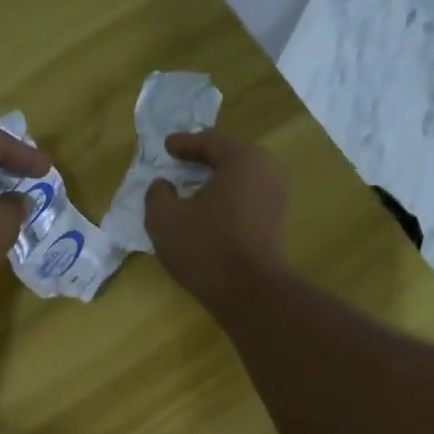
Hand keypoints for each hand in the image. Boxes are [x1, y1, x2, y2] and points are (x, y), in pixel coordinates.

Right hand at [144, 129, 287, 311]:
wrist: (247, 291)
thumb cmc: (205, 247)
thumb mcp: (164, 218)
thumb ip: (157, 194)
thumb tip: (163, 186)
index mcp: (242, 159)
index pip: (209, 141)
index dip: (184, 143)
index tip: (166, 146)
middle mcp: (266, 171)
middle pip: (229, 158)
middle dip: (203, 161)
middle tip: (181, 163)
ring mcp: (275, 199)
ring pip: (239, 182)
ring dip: (215, 184)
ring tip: (192, 191)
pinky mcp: (275, 224)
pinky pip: (245, 202)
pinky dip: (226, 202)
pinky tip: (208, 214)